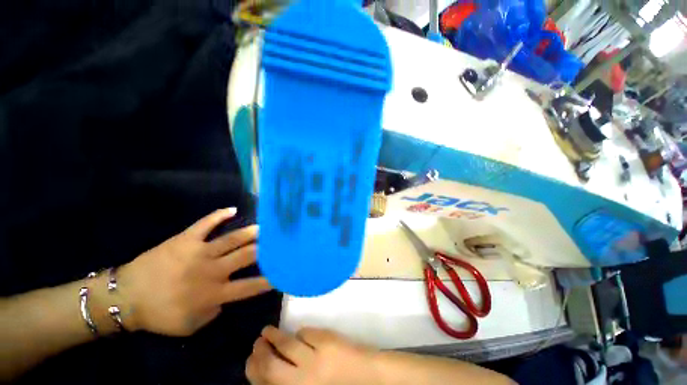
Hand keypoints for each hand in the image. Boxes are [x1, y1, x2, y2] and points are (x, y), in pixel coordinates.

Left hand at [117, 208, 271, 335]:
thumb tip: (228, 295)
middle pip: (246, 256)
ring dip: (251, 232)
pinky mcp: (185, 239)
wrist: (126, 297)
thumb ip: (215, 310)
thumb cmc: (159, 314)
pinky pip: (206, 223)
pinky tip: (232, 209)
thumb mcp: (191, 325)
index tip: (281, 273)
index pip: (249, 286)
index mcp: (213, 293)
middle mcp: (212, 270)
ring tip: (265, 227)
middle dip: (265, 249)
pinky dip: (219, 215)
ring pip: (232, 239)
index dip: (267, 280)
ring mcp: (199, 252)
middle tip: (277, 243)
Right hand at [246, 326, 377, 384]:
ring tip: (267, 331)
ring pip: (286, 343)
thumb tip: (270, 366)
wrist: (370, 378)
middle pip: (270, 365)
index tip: (250, 359)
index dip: (253, 370)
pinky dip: (301, 333)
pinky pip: (306, 333)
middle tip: (257, 342)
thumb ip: (291, 381)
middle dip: (259, 352)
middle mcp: (302, 381)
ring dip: (274, 336)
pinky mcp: (326, 342)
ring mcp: (315, 360)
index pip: (265, 383)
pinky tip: (299, 334)